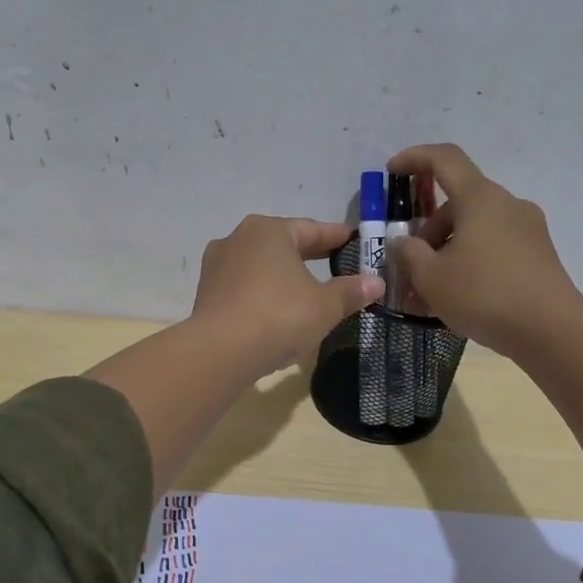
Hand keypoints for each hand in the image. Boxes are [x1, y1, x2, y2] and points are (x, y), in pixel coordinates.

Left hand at [191, 216, 384, 376]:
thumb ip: (350, 292)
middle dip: (308, 255)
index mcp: (268, 231)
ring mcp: (217, 266)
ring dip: (282, 275)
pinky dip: (262, 293)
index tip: (354, 240)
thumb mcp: (324, 306)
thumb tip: (376, 282)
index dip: (336, 237)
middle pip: (282, 244)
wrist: (219, 353)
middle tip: (334, 262)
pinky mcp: (206, 293)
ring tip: (304, 287)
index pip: (311, 230)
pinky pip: (244, 287)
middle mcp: (238, 239)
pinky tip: (275, 308)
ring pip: (260, 265)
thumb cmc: (279, 317)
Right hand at [385, 144, 582, 354]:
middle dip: (428, 229)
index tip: (392, 171)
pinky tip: (459, 296)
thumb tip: (403, 242)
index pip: (444, 159)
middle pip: (458, 202)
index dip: (414, 158)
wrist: (551, 331)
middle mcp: (507, 204)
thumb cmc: (483, 295)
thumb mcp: (430, 277)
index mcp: (480, 198)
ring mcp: (528, 229)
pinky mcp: (538, 254)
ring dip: (448, 249)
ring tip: (430, 290)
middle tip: (409, 265)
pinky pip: (494, 246)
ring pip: (476, 227)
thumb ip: (408, 254)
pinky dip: (471, 260)